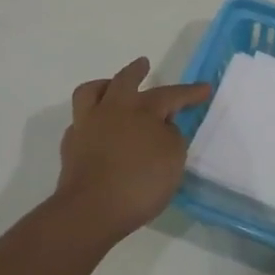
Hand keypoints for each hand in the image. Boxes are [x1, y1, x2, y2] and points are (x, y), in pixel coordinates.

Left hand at [56, 58, 210, 246]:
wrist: (91, 210)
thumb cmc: (140, 183)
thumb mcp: (173, 159)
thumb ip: (172, 137)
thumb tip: (163, 127)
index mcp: (142, 109)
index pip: (171, 94)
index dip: (189, 93)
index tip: (204, 88)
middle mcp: (113, 109)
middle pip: (124, 80)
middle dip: (137, 71)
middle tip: (143, 64)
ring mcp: (87, 125)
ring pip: (91, 92)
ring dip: (104, 86)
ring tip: (111, 88)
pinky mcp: (70, 146)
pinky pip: (80, 122)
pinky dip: (90, 120)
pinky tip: (96, 129)